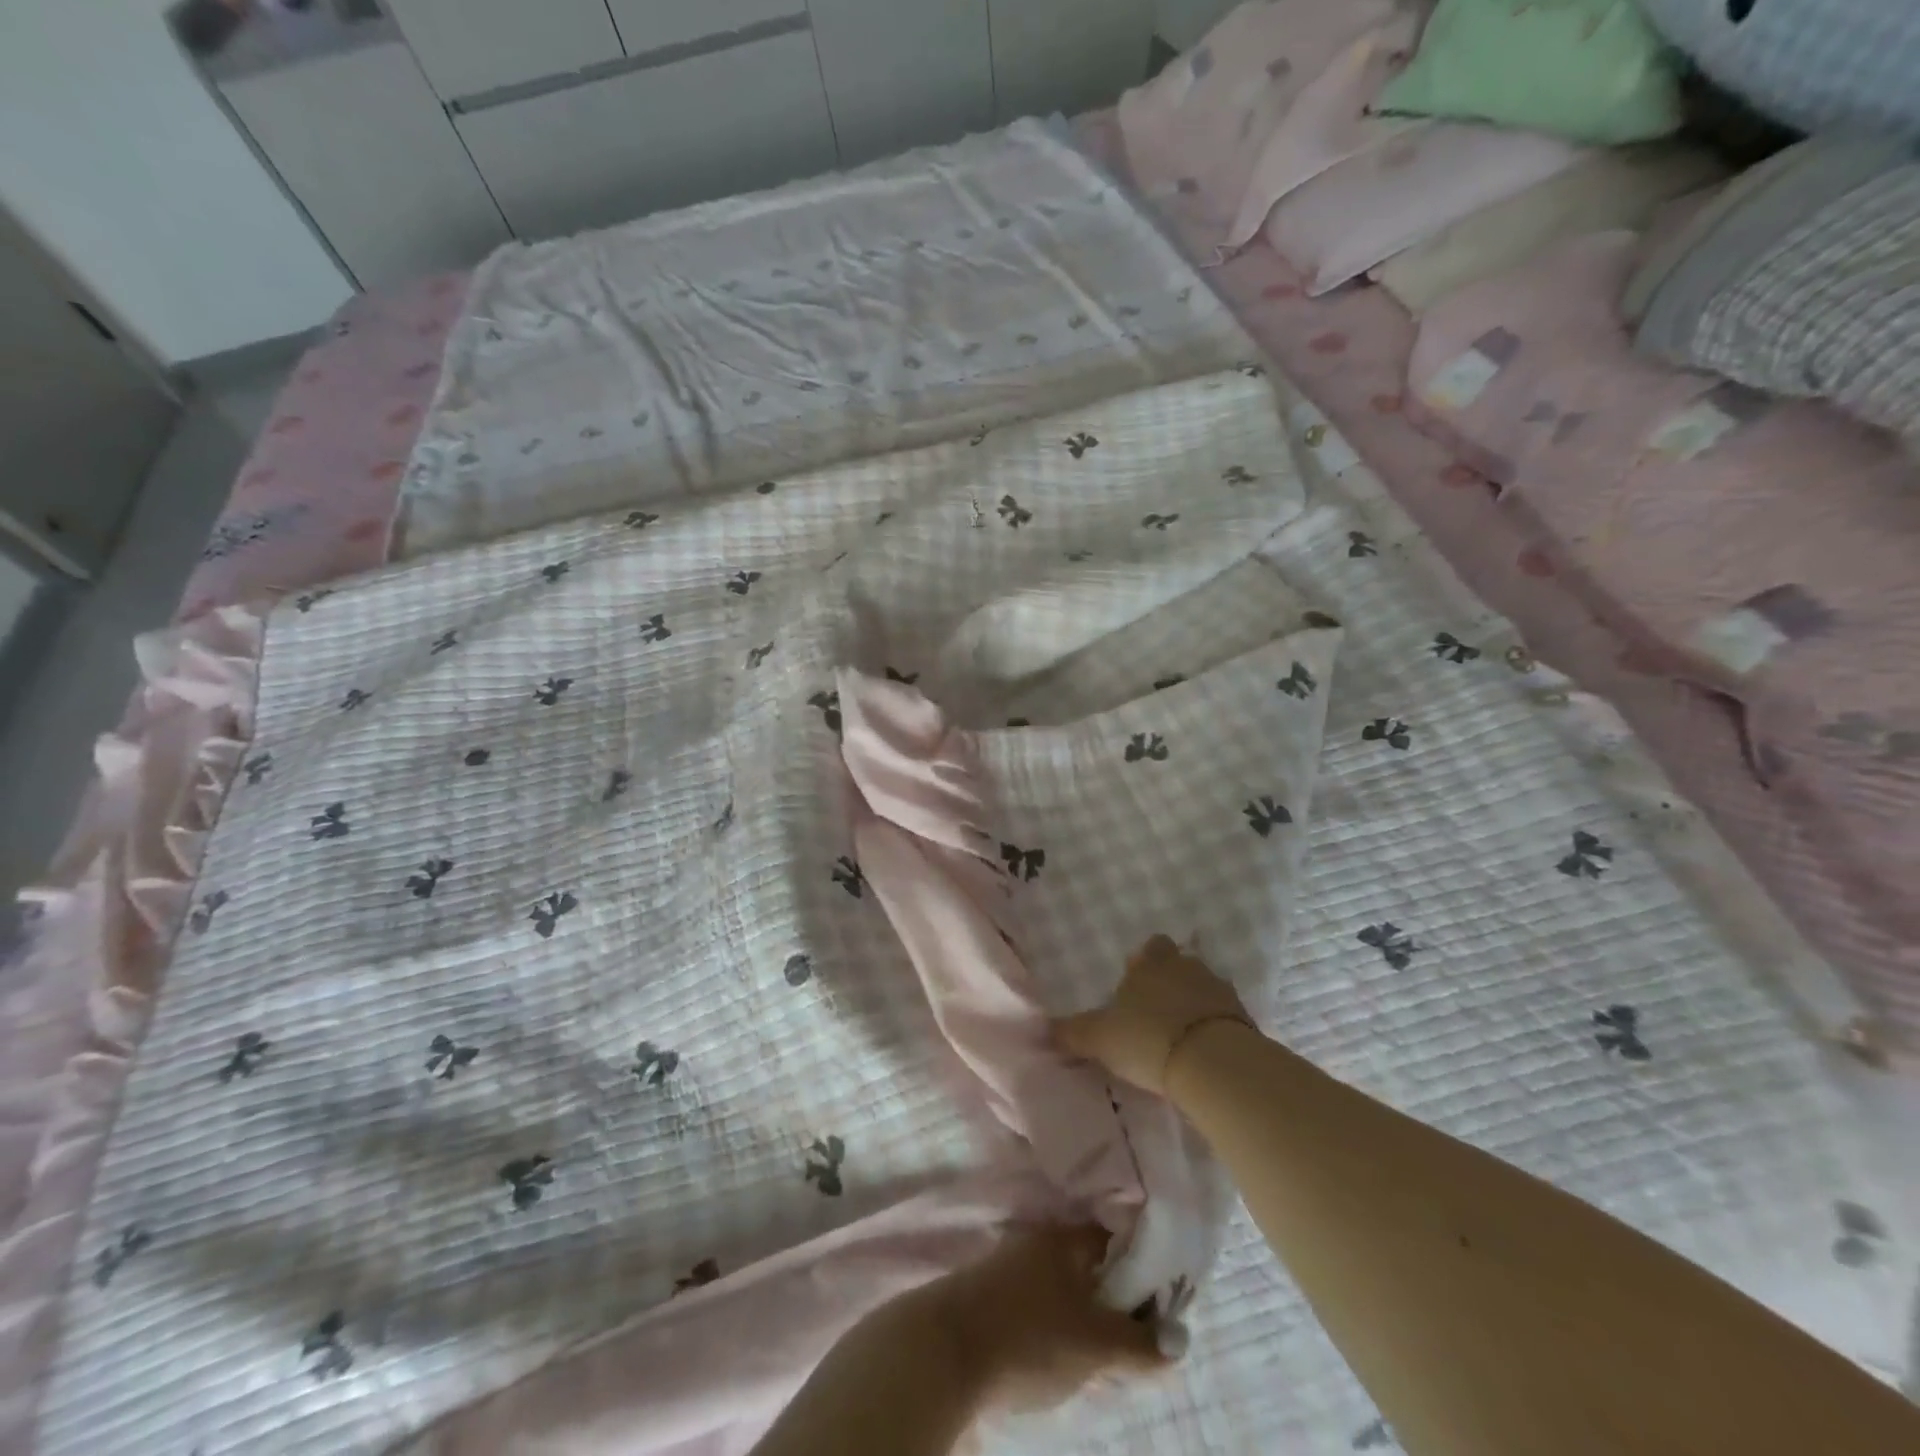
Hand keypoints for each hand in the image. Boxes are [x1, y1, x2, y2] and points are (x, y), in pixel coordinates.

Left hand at [924, 1223, 1165, 1412]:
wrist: (944, 1351)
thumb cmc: (1027, 1335)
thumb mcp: (1094, 1344)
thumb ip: (1140, 1342)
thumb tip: (1181, 1340)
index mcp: (1066, 1238)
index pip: (1117, 1238)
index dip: (1146, 1267)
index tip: (1165, 1302)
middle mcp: (1040, 1241)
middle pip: (1092, 1262)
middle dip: (1117, 1295)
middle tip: (1139, 1334)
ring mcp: (1012, 1264)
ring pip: (1066, 1283)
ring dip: (1088, 1310)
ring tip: (1106, 1349)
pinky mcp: (993, 1293)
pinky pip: (1041, 1299)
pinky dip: (1060, 1319)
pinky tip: (1065, 1350)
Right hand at [1053, 934, 1252, 1095]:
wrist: (1214, 1064)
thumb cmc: (1148, 1038)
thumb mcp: (1100, 1038)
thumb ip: (1072, 1032)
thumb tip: (1042, 1029)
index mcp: (1152, 964)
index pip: (1150, 947)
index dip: (1144, 961)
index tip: (1136, 983)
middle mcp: (1187, 967)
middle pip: (1181, 964)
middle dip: (1171, 981)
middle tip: (1156, 1010)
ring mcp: (1220, 992)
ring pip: (1205, 989)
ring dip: (1195, 1005)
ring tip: (1180, 1035)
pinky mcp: (1245, 1021)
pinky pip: (1225, 1018)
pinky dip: (1215, 1029)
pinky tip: (1203, 1052)